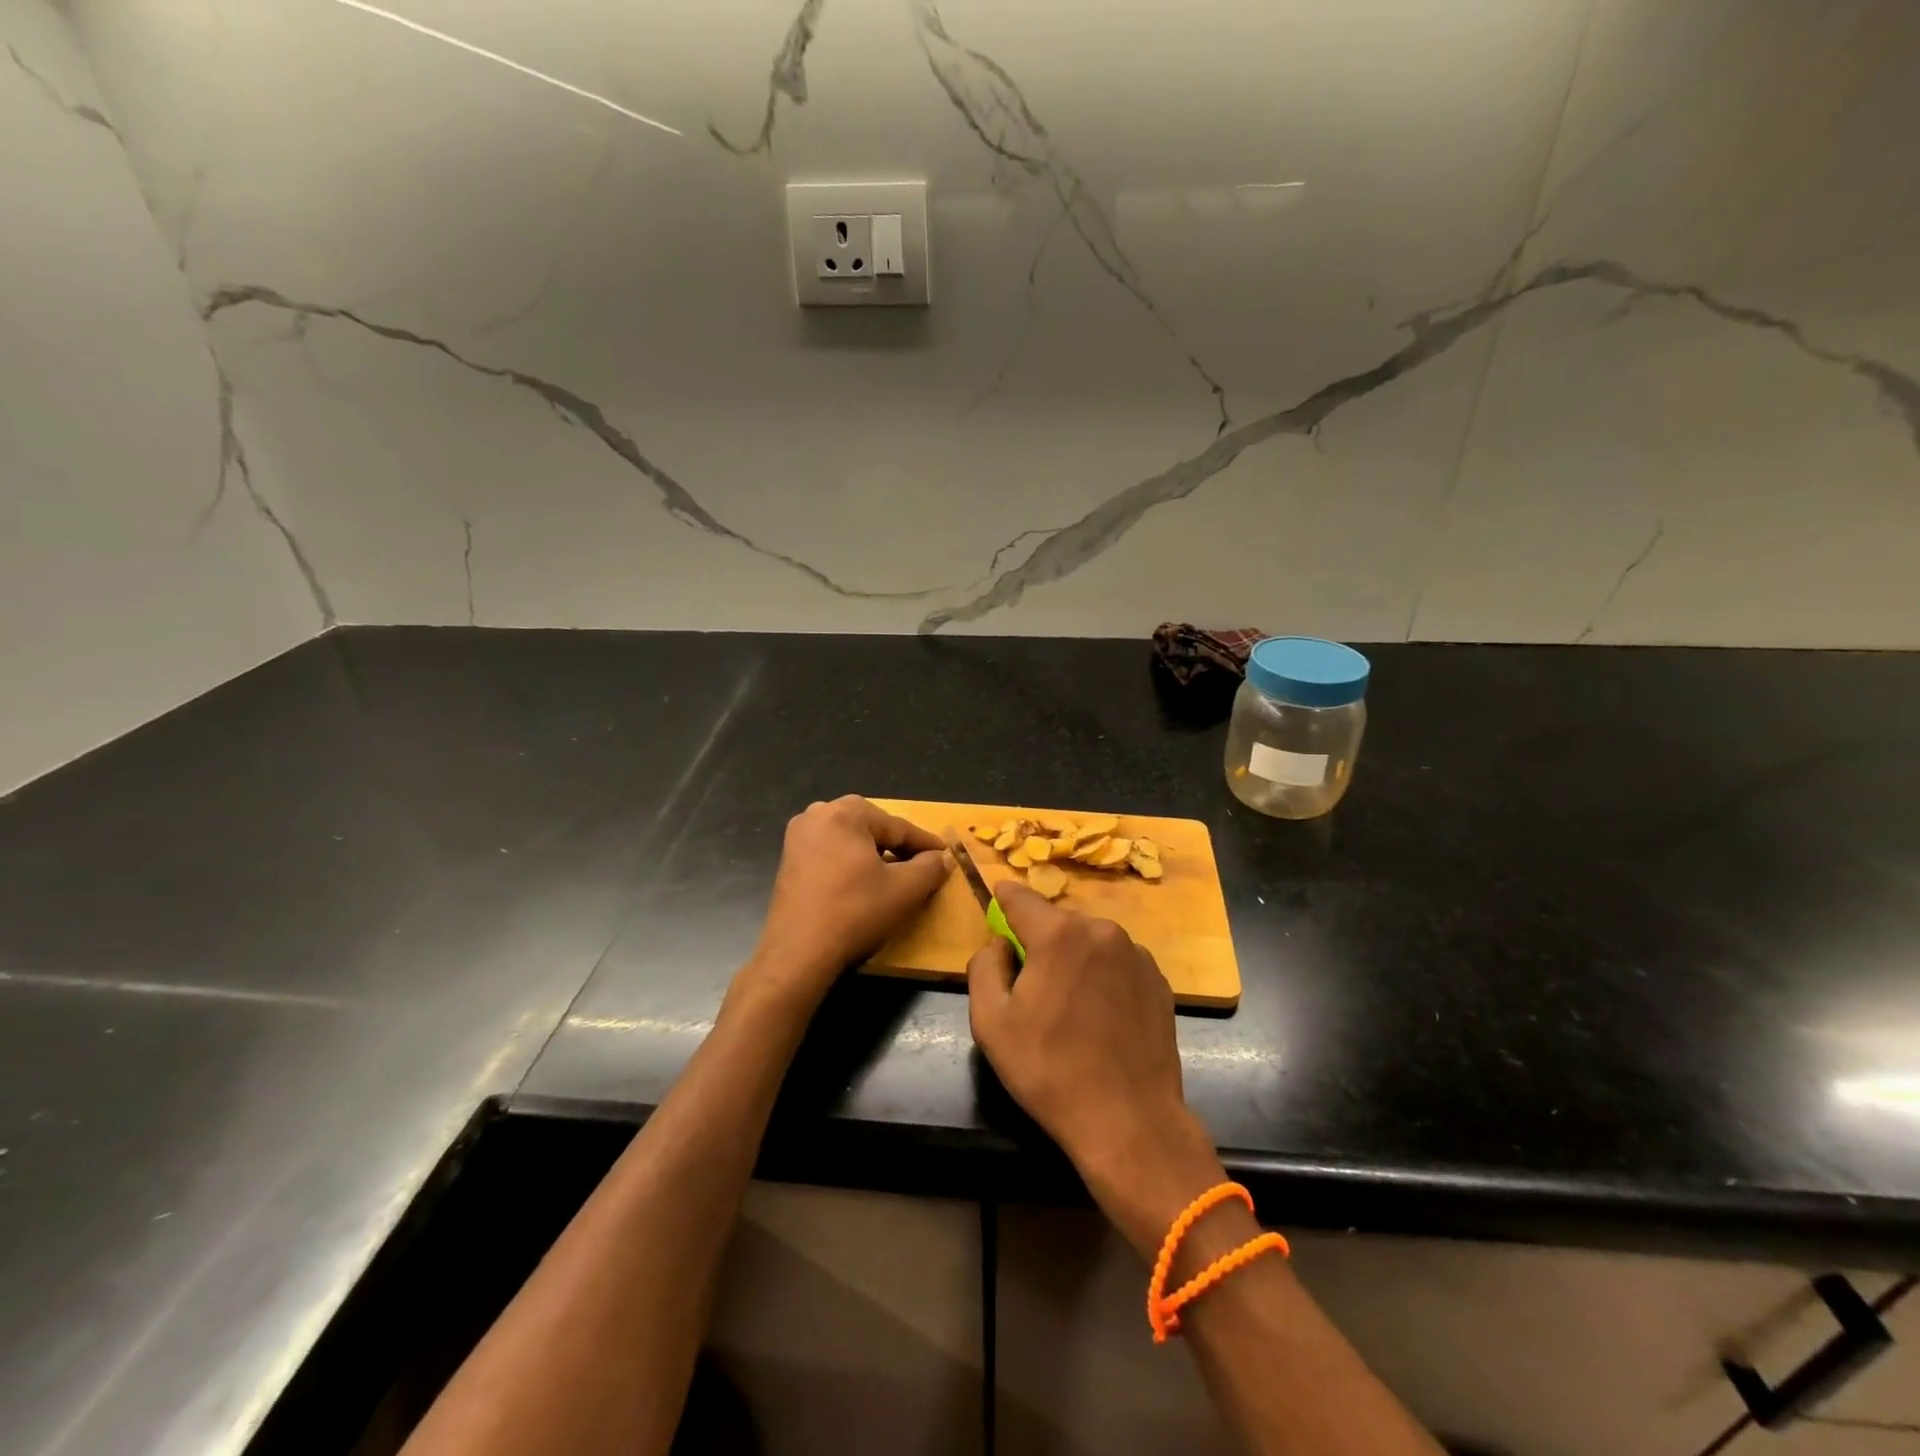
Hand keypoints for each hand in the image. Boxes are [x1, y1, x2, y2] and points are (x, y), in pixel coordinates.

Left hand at [739, 796, 948, 1017]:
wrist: (798, 954)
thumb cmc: (855, 913)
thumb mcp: (905, 890)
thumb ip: (930, 867)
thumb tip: (941, 858)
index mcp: (844, 812)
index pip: (897, 826)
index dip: (925, 844)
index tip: (945, 856)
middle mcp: (817, 815)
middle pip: (872, 829)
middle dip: (898, 847)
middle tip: (922, 866)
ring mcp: (798, 838)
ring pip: (851, 841)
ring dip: (875, 856)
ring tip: (896, 877)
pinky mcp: (789, 861)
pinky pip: (831, 854)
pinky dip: (851, 865)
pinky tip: (864, 886)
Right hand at [967, 883, 1226, 1259]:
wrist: (1129, 1121)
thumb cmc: (1050, 1070)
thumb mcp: (990, 1022)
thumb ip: (984, 966)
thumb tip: (998, 944)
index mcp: (1059, 935)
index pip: (1021, 897)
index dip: (1003, 897)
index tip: (995, 898)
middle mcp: (1102, 931)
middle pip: (1057, 922)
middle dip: (1039, 940)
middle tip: (1029, 981)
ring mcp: (1136, 954)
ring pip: (1089, 942)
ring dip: (1073, 959)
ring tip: (1069, 1005)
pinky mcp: (1159, 980)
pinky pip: (1117, 963)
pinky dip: (1102, 976)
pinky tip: (1100, 1016)